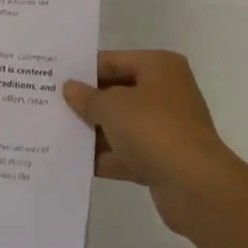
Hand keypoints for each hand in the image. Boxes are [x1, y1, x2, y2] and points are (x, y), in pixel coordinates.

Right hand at [62, 49, 246, 235]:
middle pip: (118, 91)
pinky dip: (108, 157)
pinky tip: (77, 162)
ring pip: (123, 124)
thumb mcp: (113, 107)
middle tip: (52, 105)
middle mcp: (165, 91)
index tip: (56, 78)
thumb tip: (70, 88)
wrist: (196, 186)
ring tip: (58, 133)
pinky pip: (128, 152)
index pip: (114, 60)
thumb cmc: (154, 129)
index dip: (85, 70)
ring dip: (96, 131)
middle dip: (89, 102)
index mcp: (159, 66)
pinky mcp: (163, 159)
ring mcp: (166, 126)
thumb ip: (89, 98)